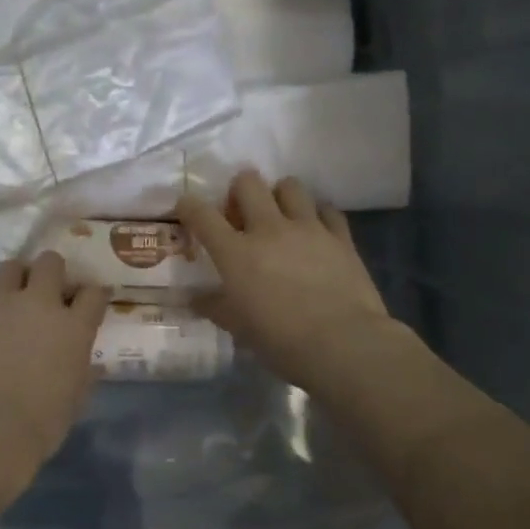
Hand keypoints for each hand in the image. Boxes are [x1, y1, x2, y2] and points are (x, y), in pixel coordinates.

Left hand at [0, 252, 110, 486]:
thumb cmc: (42, 422)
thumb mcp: (76, 398)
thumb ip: (83, 372)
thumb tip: (88, 365)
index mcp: (74, 326)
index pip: (94, 294)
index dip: (93, 294)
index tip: (90, 300)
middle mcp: (38, 303)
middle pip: (50, 262)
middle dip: (50, 271)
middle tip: (45, 289)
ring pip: (7, 268)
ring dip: (10, 279)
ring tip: (6, 297)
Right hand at [177, 171, 399, 393]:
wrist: (344, 345)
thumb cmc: (282, 341)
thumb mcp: (239, 328)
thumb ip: (214, 306)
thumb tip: (194, 298)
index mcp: (236, 252)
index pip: (202, 215)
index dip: (188, 206)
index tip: (186, 208)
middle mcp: (269, 229)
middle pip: (248, 183)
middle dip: (239, 190)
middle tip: (241, 212)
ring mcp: (308, 228)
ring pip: (290, 186)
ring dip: (280, 195)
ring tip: (280, 215)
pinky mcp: (340, 237)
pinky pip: (328, 210)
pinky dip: (318, 215)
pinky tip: (316, 231)